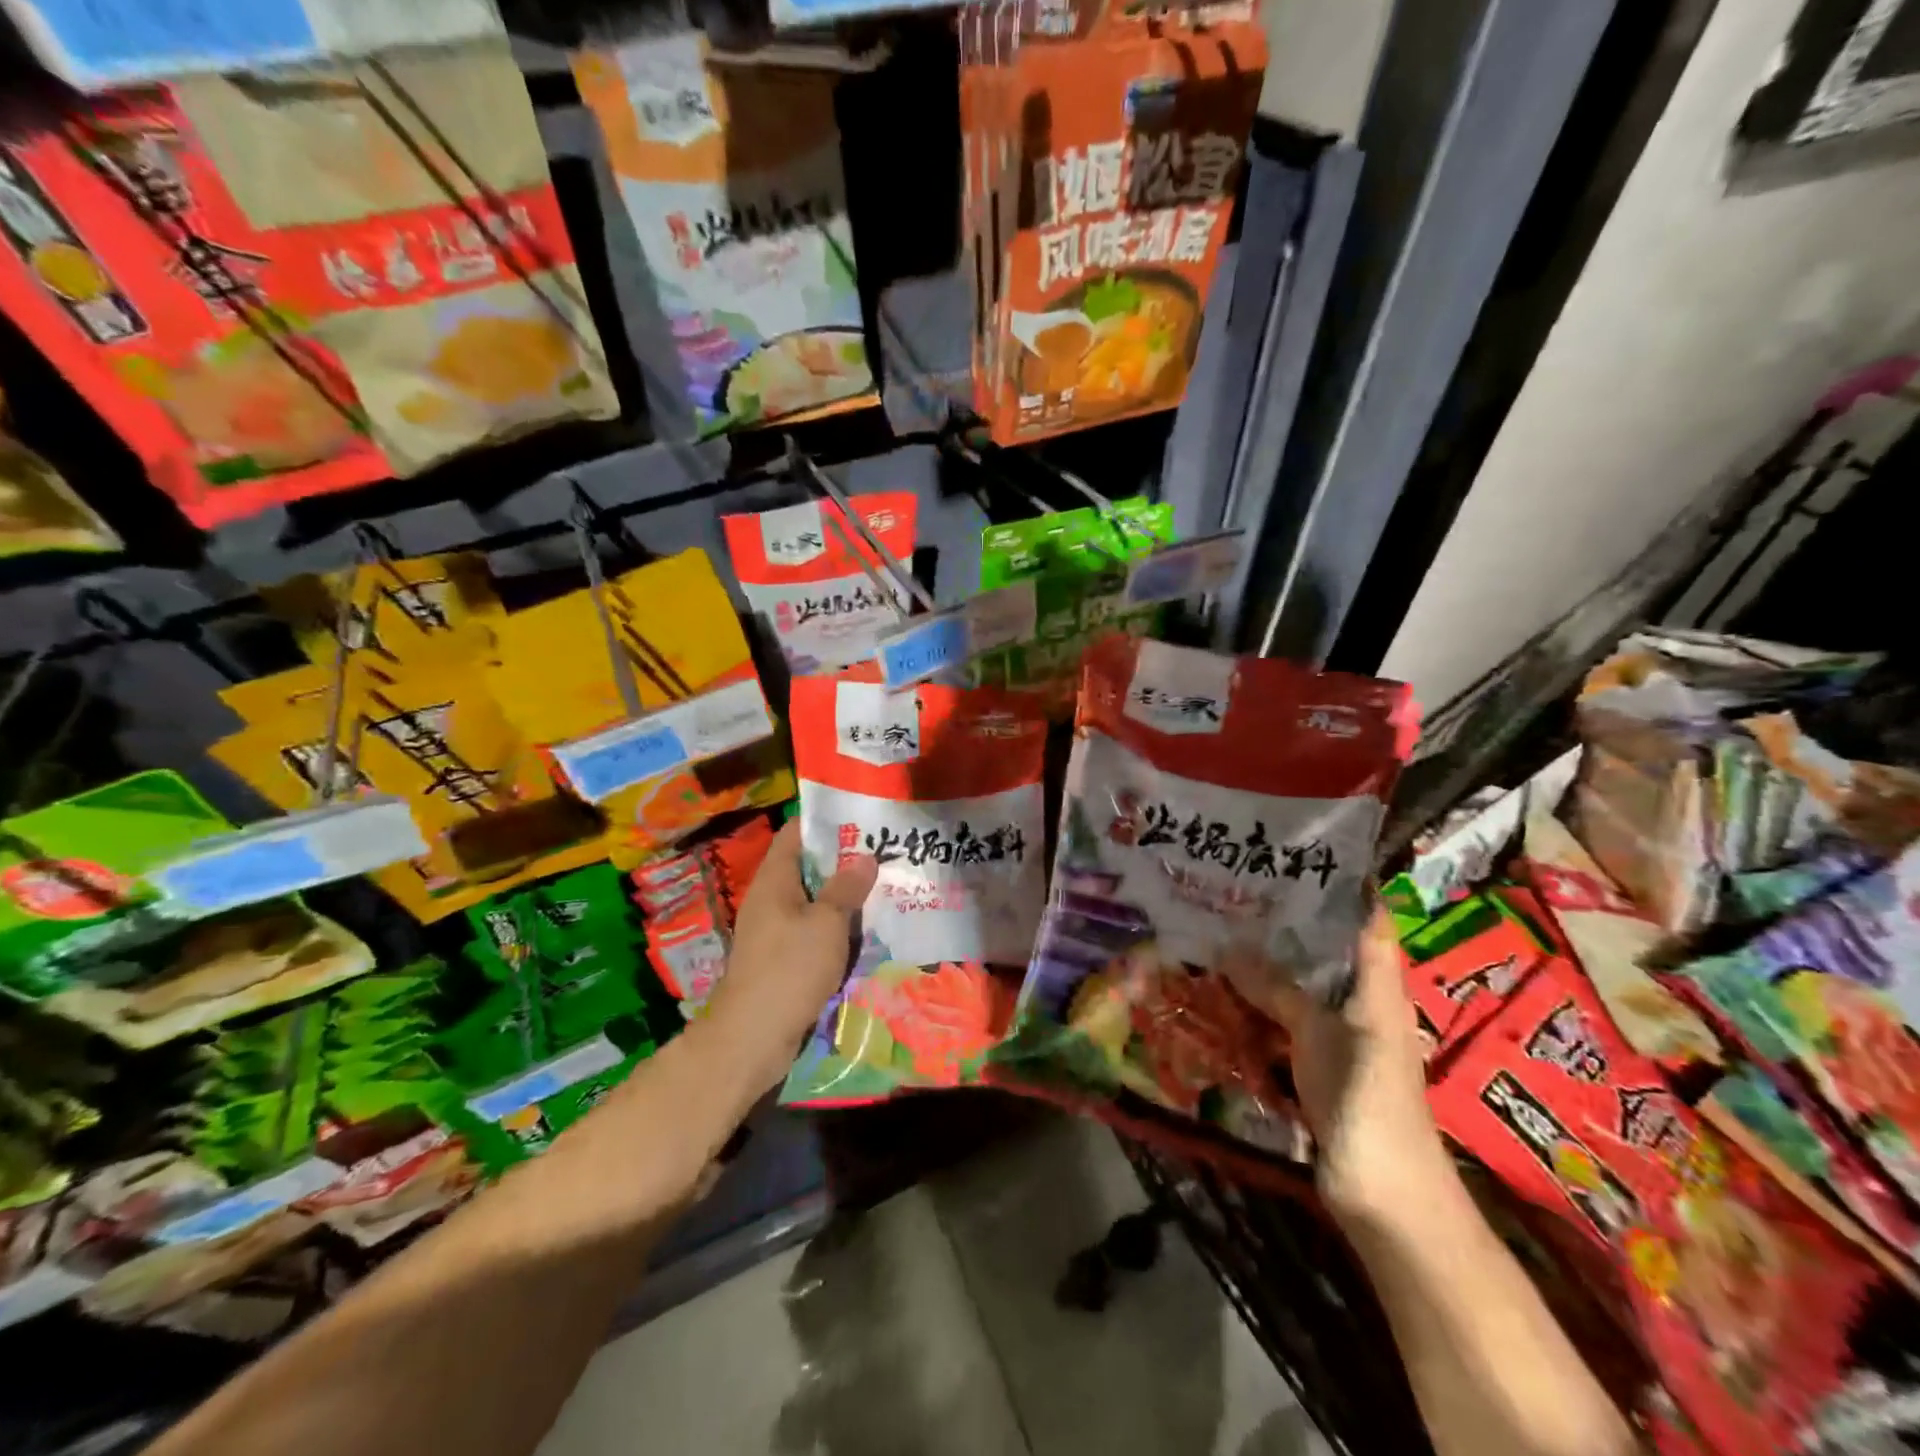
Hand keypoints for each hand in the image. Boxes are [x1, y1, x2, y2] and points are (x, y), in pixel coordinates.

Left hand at [703, 821, 877, 1092]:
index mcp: (774, 879)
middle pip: (808, 866)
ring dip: (845, 895)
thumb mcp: (827, 923)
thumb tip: (865, 857)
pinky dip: (838, 925)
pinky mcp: (784, 957)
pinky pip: (814, 930)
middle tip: (885, 850)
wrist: (752, 1037)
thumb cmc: (789, 968)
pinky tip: (868, 927)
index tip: (862, 815)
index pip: (796, 832)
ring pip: (815, 900)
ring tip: (885, 884)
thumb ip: (847, 888)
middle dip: (844, 859)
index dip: (826, 820)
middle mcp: (771, 898)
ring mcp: (775, 929)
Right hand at [1250, 905, 1452, 1224]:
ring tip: (1220, 929)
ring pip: (1301, 982)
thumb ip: (1276, 988)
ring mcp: (1339, 1033)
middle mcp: (1362, 1000)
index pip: (1369, 918)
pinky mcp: (1317, 1061)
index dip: (1345, 883)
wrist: (1384, 1190)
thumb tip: (1227, 945)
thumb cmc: (1364, 1097)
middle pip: (1327, 947)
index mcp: (1379, 984)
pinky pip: (1285, 1018)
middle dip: (1288, 919)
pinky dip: (1258, 1002)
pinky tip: (1223, 990)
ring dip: (1266, 962)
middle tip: (1238, 888)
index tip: (1300, 852)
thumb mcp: (1318, 1033)